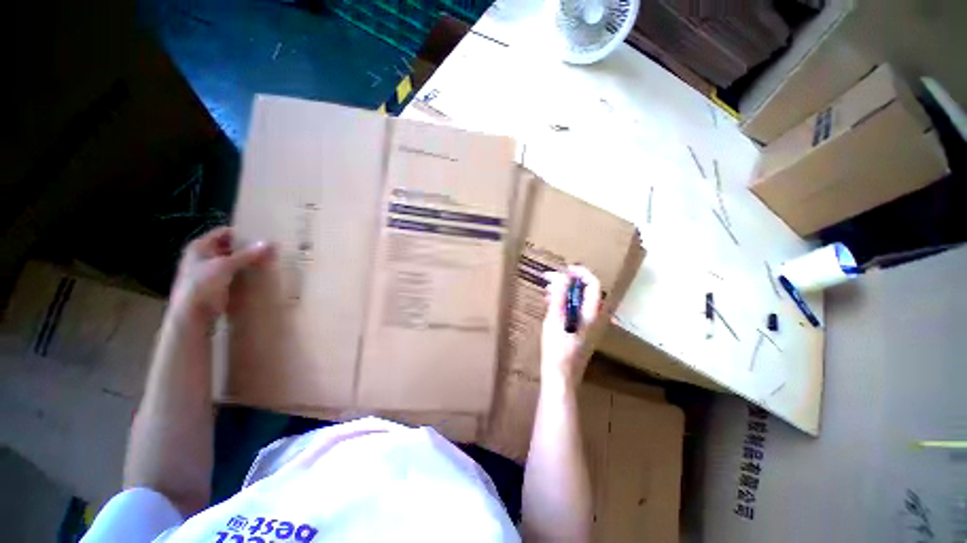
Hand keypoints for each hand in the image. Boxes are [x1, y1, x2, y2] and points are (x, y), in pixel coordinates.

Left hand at [170, 227, 272, 324]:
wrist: (191, 316)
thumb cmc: (202, 286)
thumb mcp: (225, 266)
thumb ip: (248, 254)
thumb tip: (271, 243)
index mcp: (200, 247)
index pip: (225, 232)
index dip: (242, 233)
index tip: (262, 237)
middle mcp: (203, 257)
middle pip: (229, 247)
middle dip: (248, 249)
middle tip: (269, 251)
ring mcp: (208, 272)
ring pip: (233, 262)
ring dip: (248, 263)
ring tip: (268, 263)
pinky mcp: (216, 286)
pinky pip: (234, 275)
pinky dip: (245, 275)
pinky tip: (258, 277)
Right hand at [541, 265, 601, 387]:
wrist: (560, 376)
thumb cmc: (557, 348)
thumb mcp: (555, 319)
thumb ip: (559, 297)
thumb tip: (562, 276)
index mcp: (589, 312)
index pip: (592, 284)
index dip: (580, 273)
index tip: (564, 269)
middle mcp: (591, 316)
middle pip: (585, 290)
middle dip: (568, 281)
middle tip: (549, 277)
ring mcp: (585, 323)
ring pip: (577, 299)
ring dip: (563, 290)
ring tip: (546, 287)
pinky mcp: (577, 329)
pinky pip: (572, 308)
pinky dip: (562, 301)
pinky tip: (549, 301)